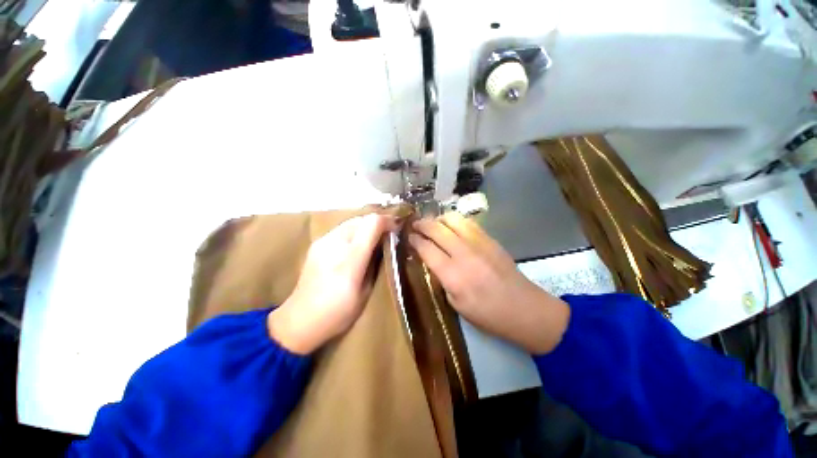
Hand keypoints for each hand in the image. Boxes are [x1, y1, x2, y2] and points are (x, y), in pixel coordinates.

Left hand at [268, 214, 394, 353]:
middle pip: (362, 218)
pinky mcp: (317, 243)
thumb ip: (375, 263)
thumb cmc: (338, 312)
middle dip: (378, 223)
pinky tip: (356, 244)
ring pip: (351, 222)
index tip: (398, 228)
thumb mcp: (365, 291)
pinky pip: (341, 229)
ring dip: (366, 226)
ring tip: (374, 238)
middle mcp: (335, 243)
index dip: (388, 221)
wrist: (299, 320)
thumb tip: (384, 244)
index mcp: (350, 259)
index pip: (372, 224)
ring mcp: (323, 241)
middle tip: (388, 233)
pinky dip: (354, 231)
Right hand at [409, 213, 569, 354]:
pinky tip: (451, 227)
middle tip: (414, 225)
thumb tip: (431, 260)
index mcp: (453, 275)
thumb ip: (441, 278)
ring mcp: (479, 243)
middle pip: (437, 229)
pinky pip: (468, 222)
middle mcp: (464, 254)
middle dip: (422, 224)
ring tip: (432, 224)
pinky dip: (454, 221)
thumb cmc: (487, 314)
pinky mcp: (491, 239)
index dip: (414, 240)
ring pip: (453, 219)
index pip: (426, 249)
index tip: (408, 237)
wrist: (524, 308)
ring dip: (438, 219)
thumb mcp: (456, 304)